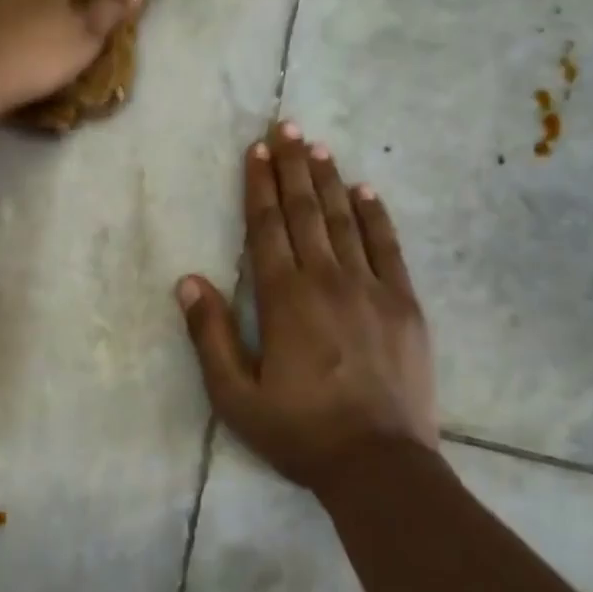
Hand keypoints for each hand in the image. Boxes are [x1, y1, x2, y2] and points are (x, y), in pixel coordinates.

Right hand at [177, 123, 437, 492]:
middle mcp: (326, 280)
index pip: (267, 227)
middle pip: (305, 212)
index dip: (260, 186)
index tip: (256, 151)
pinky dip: (375, 216)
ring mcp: (371, 288)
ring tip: (317, 147)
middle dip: (292, 167)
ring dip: (328, 181)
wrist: (378, 464)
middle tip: (286, 127)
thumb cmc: (300, 431)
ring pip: (344, 221)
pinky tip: (366, 190)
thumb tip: (188, 281)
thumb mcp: (235, 395)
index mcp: (283, 299)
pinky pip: (388, 247)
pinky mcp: (404, 304)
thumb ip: (210, 335)